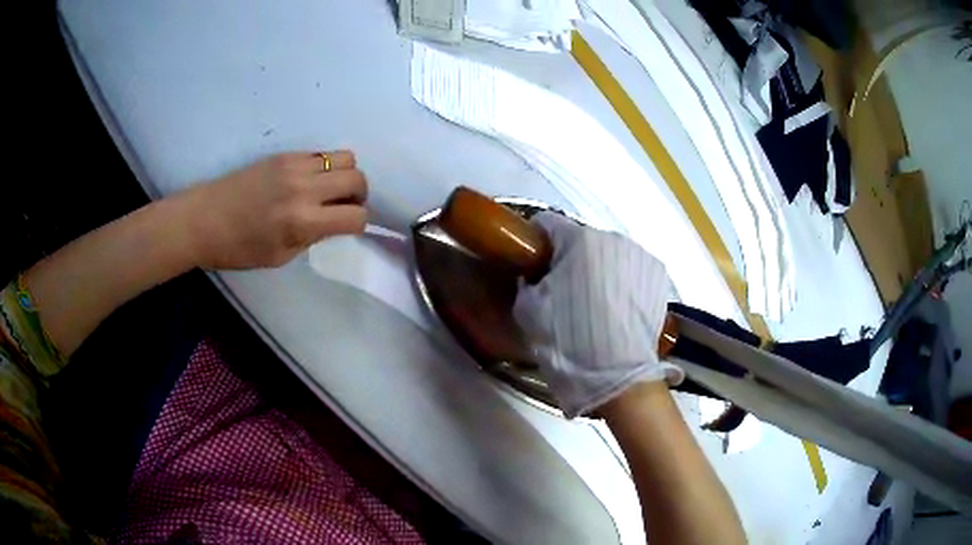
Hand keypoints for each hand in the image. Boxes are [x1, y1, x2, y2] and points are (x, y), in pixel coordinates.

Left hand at [183, 151, 367, 268]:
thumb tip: (333, 221)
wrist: (203, 219)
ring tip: (328, 190)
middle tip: (341, 207)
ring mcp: (294, 165)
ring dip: (344, 175)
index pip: (356, 216)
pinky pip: (321, 153)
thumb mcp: (280, 256)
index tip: (347, 227)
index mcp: (302, 222)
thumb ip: (312, 237)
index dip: (358, 224)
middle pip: (357, 178)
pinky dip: (325, 166)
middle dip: (358, 196)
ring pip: (345, 157)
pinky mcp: (284, 154)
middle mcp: (304, 188)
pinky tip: (307, 181)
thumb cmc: (238, 248)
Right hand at [513, 212, 683, 417]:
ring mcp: (640, 256)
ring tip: (594, 305)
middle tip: (562, 291)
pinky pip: (630, 270)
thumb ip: (526, 282)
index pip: (548, 224)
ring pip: (608, 255)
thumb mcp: (529, 311)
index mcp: (579, 239)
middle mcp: (613, 238)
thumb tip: (534, 275)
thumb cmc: (568, 340)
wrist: (618, 376)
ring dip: (598, 270)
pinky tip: (617, 310)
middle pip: (582, 240)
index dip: (535, 243)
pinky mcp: (659, 276)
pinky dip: (621, 282)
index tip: (532, 263)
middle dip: (569, 259)